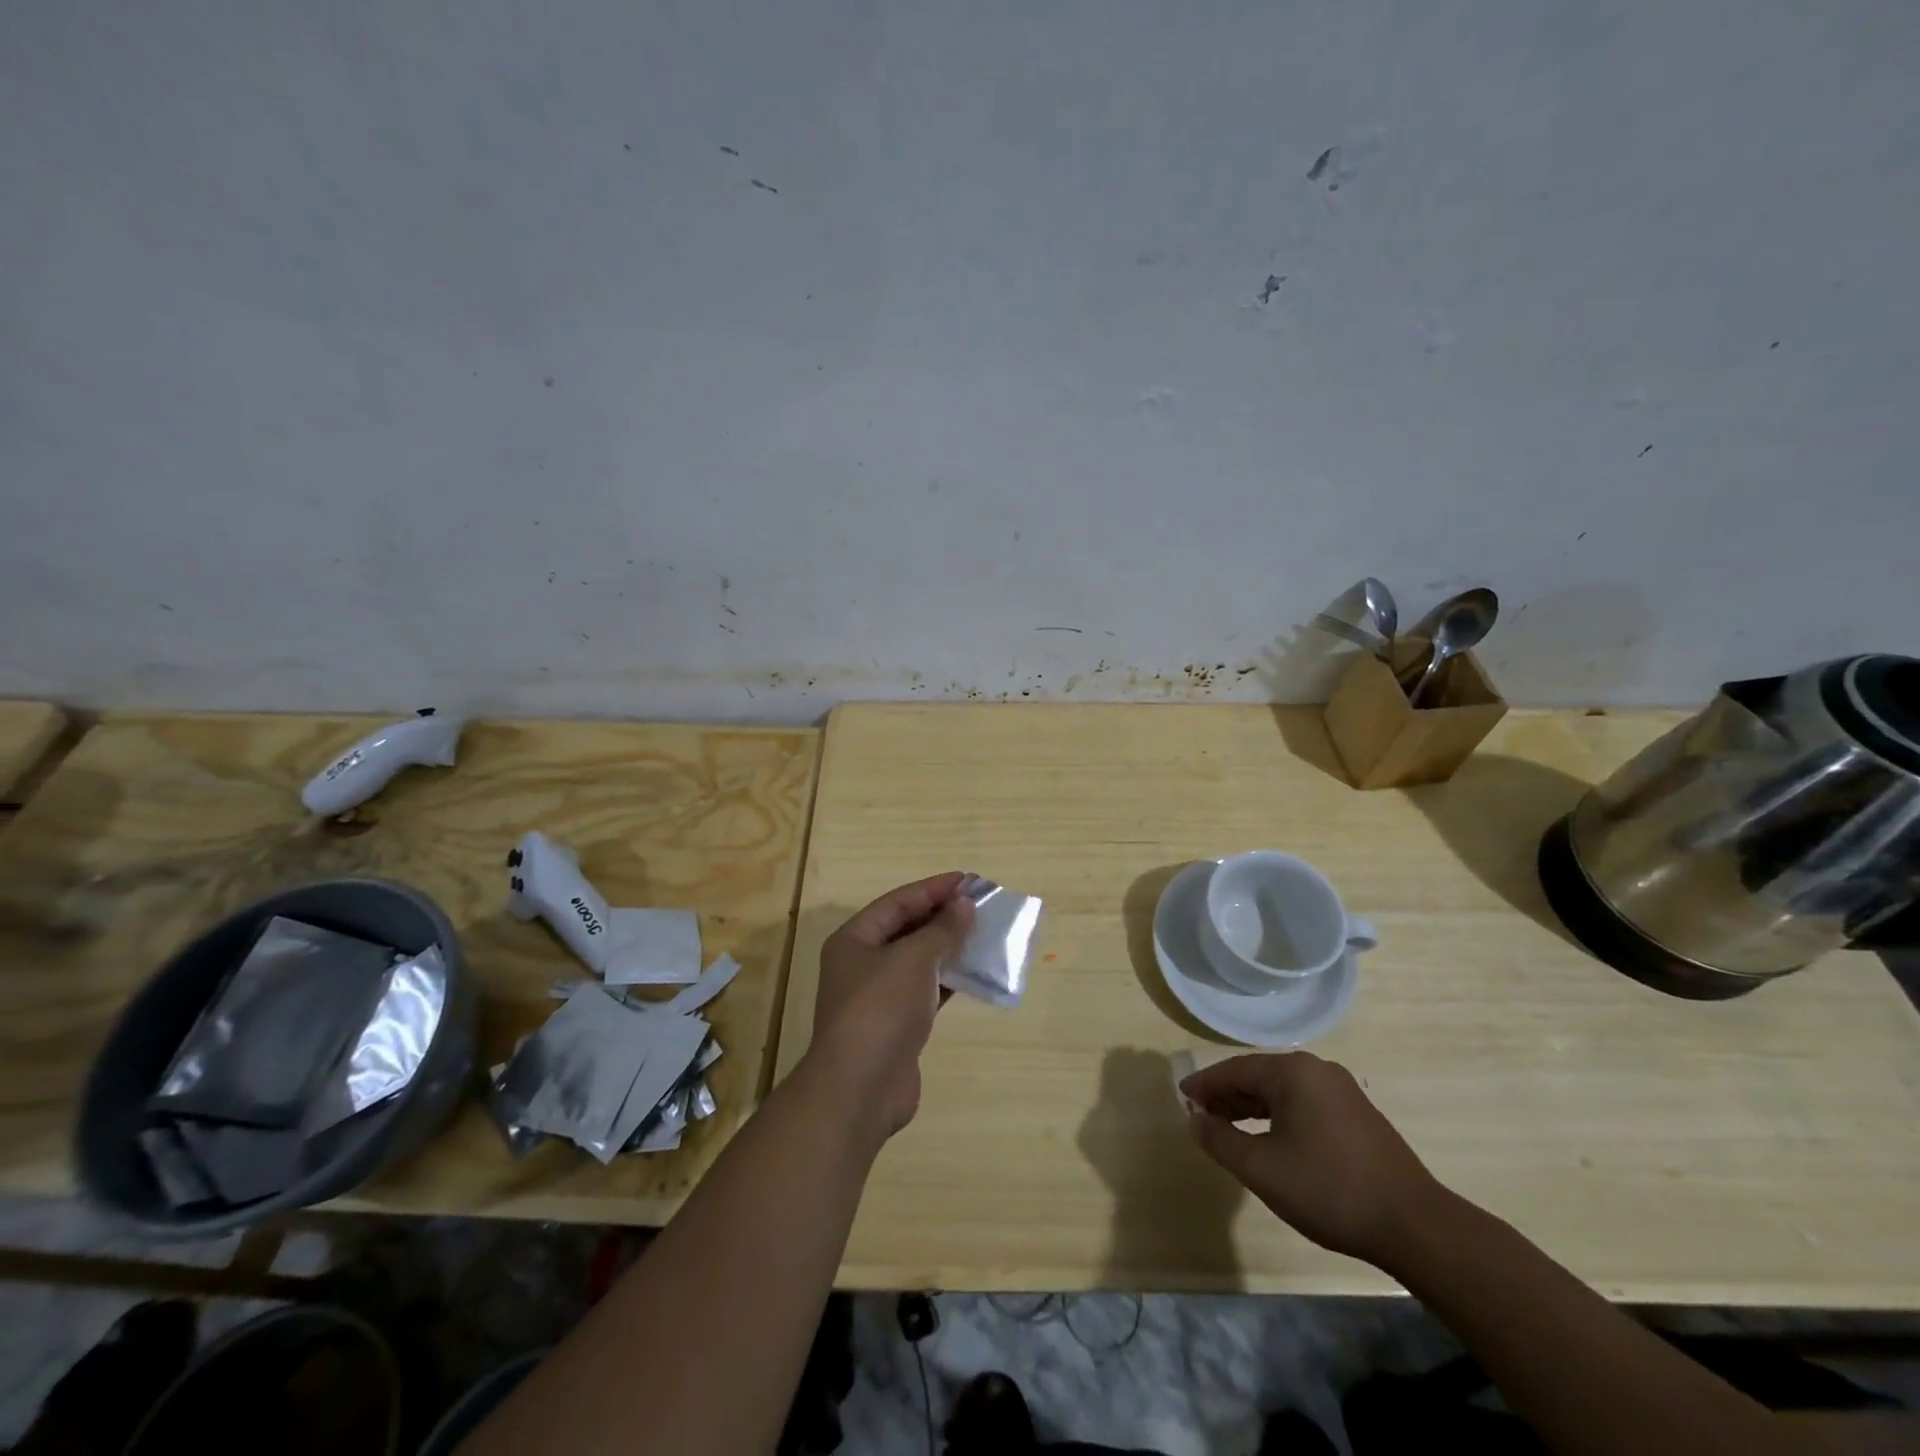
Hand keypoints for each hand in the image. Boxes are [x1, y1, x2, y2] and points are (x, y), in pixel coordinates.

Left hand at [805, 872, 974, 1143]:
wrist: (860, 1088)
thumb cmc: (881, 1009)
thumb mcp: (914, 959)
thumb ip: (942, 930)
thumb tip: (964, 904)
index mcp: (854, 939)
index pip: (897, 902)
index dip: (932, 889)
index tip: (968, 880)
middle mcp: (862, 964)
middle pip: (906, 929)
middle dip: (942, 916)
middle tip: (980, 905)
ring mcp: (879, 997)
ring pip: (918, 961)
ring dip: (948, 948)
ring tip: (983, 934)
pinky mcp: (896, 1025)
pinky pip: (926, 991)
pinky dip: (948, 980)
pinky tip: (974, 973)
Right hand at [1181, 1052, 1442, 1268]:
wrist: (1415, 1227)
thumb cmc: (1329, 1190)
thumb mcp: (1261, 1169)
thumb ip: (1220, 1140)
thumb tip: (1195, 1119)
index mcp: (1293, 1072)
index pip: (1235, 1069)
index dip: (1205, 1084)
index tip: (1181, 1096)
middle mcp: (1317, 1070)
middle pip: (1259, 1076)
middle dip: (1227, 1094)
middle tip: (1200, 1114)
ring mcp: (1342, 1091)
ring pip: (1283, 1091)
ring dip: (1251, 1106)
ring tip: (1227, 1127)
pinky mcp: (1358, 1114)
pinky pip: (1304, 1103)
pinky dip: (1278, 1115)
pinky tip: (1270, 1138)